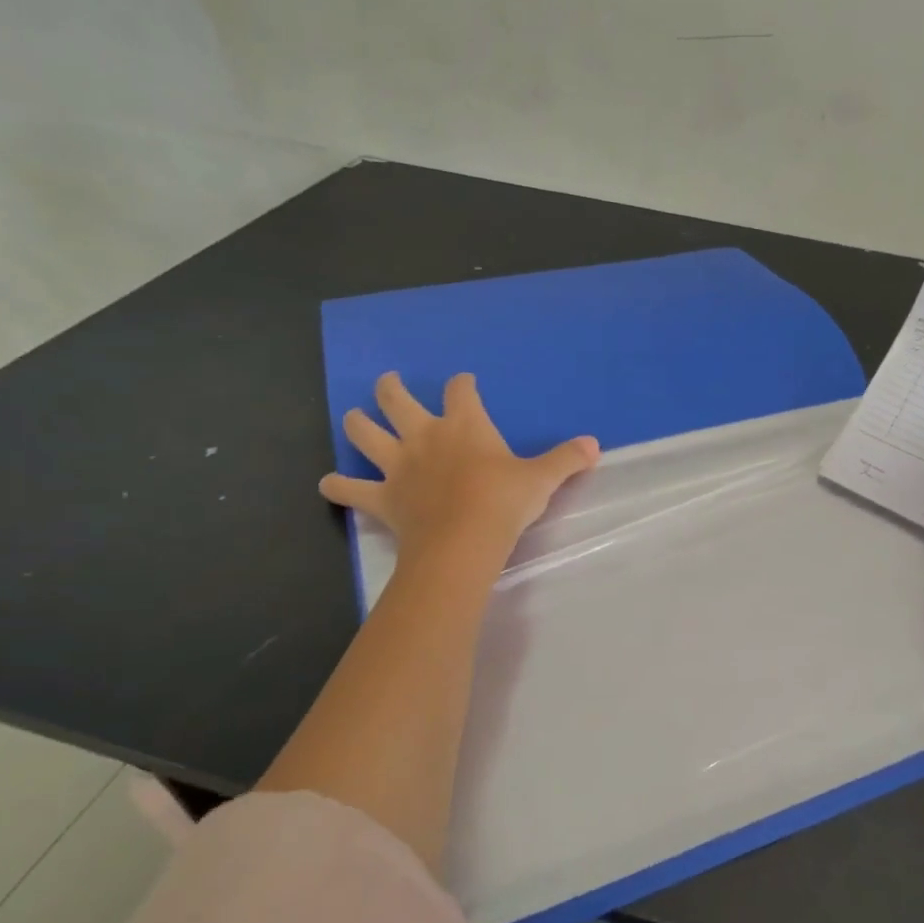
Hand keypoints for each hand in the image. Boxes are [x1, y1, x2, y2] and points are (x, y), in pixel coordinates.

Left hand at [320, 372, 599, 565]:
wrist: (465, 540)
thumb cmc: (504, 502)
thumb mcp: (542, 479)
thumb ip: (566, 459)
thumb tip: (595, 445)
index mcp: (464, 425)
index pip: (461, 391)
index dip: (463, 385)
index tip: (465, 384)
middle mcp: (425, 436)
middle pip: (397, 400)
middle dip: (391, 388)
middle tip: (389, 382)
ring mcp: (398, 466)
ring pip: (365, 434)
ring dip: (357, 424)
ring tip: (353, 417)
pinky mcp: (382, 498)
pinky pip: (351, 490)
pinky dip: (337, 487)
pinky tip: (328, 484)